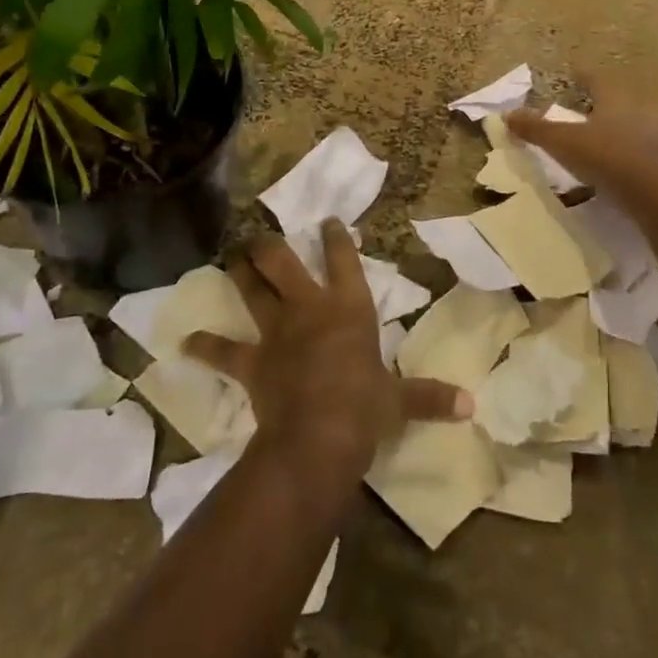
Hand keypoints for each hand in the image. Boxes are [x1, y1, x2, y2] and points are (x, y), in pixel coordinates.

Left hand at [183, 222, 472, 481]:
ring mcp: (277, 332)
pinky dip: (205, 346)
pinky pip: (223, 351)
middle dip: (269, 246)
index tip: (327, 220)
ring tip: (231, 258)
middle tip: (258, 235)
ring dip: (240, 274)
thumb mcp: (401, 401)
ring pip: (252, 291)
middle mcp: (309, 308)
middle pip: (282, 263)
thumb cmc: (365, 408)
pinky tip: (185, 342)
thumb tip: (472, 406)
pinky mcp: (252, 361)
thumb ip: (431, 397)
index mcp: (349, 307)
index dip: (335, 238)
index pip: (343, 260)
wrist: (319, 437)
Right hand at [506, 73, 657, 193]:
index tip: (577, 74)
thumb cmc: (605, 157)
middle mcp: (646, 111)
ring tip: (633, 142)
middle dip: (618, 106)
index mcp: (616, 100)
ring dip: (645, 132)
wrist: (654, 191)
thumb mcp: (562, 142)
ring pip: (656, 127)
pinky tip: (656, 170)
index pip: (598, 80)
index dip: (585, 77)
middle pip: (631, 101)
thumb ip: (536, 129)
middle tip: (605, 112)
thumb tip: (506, 115)